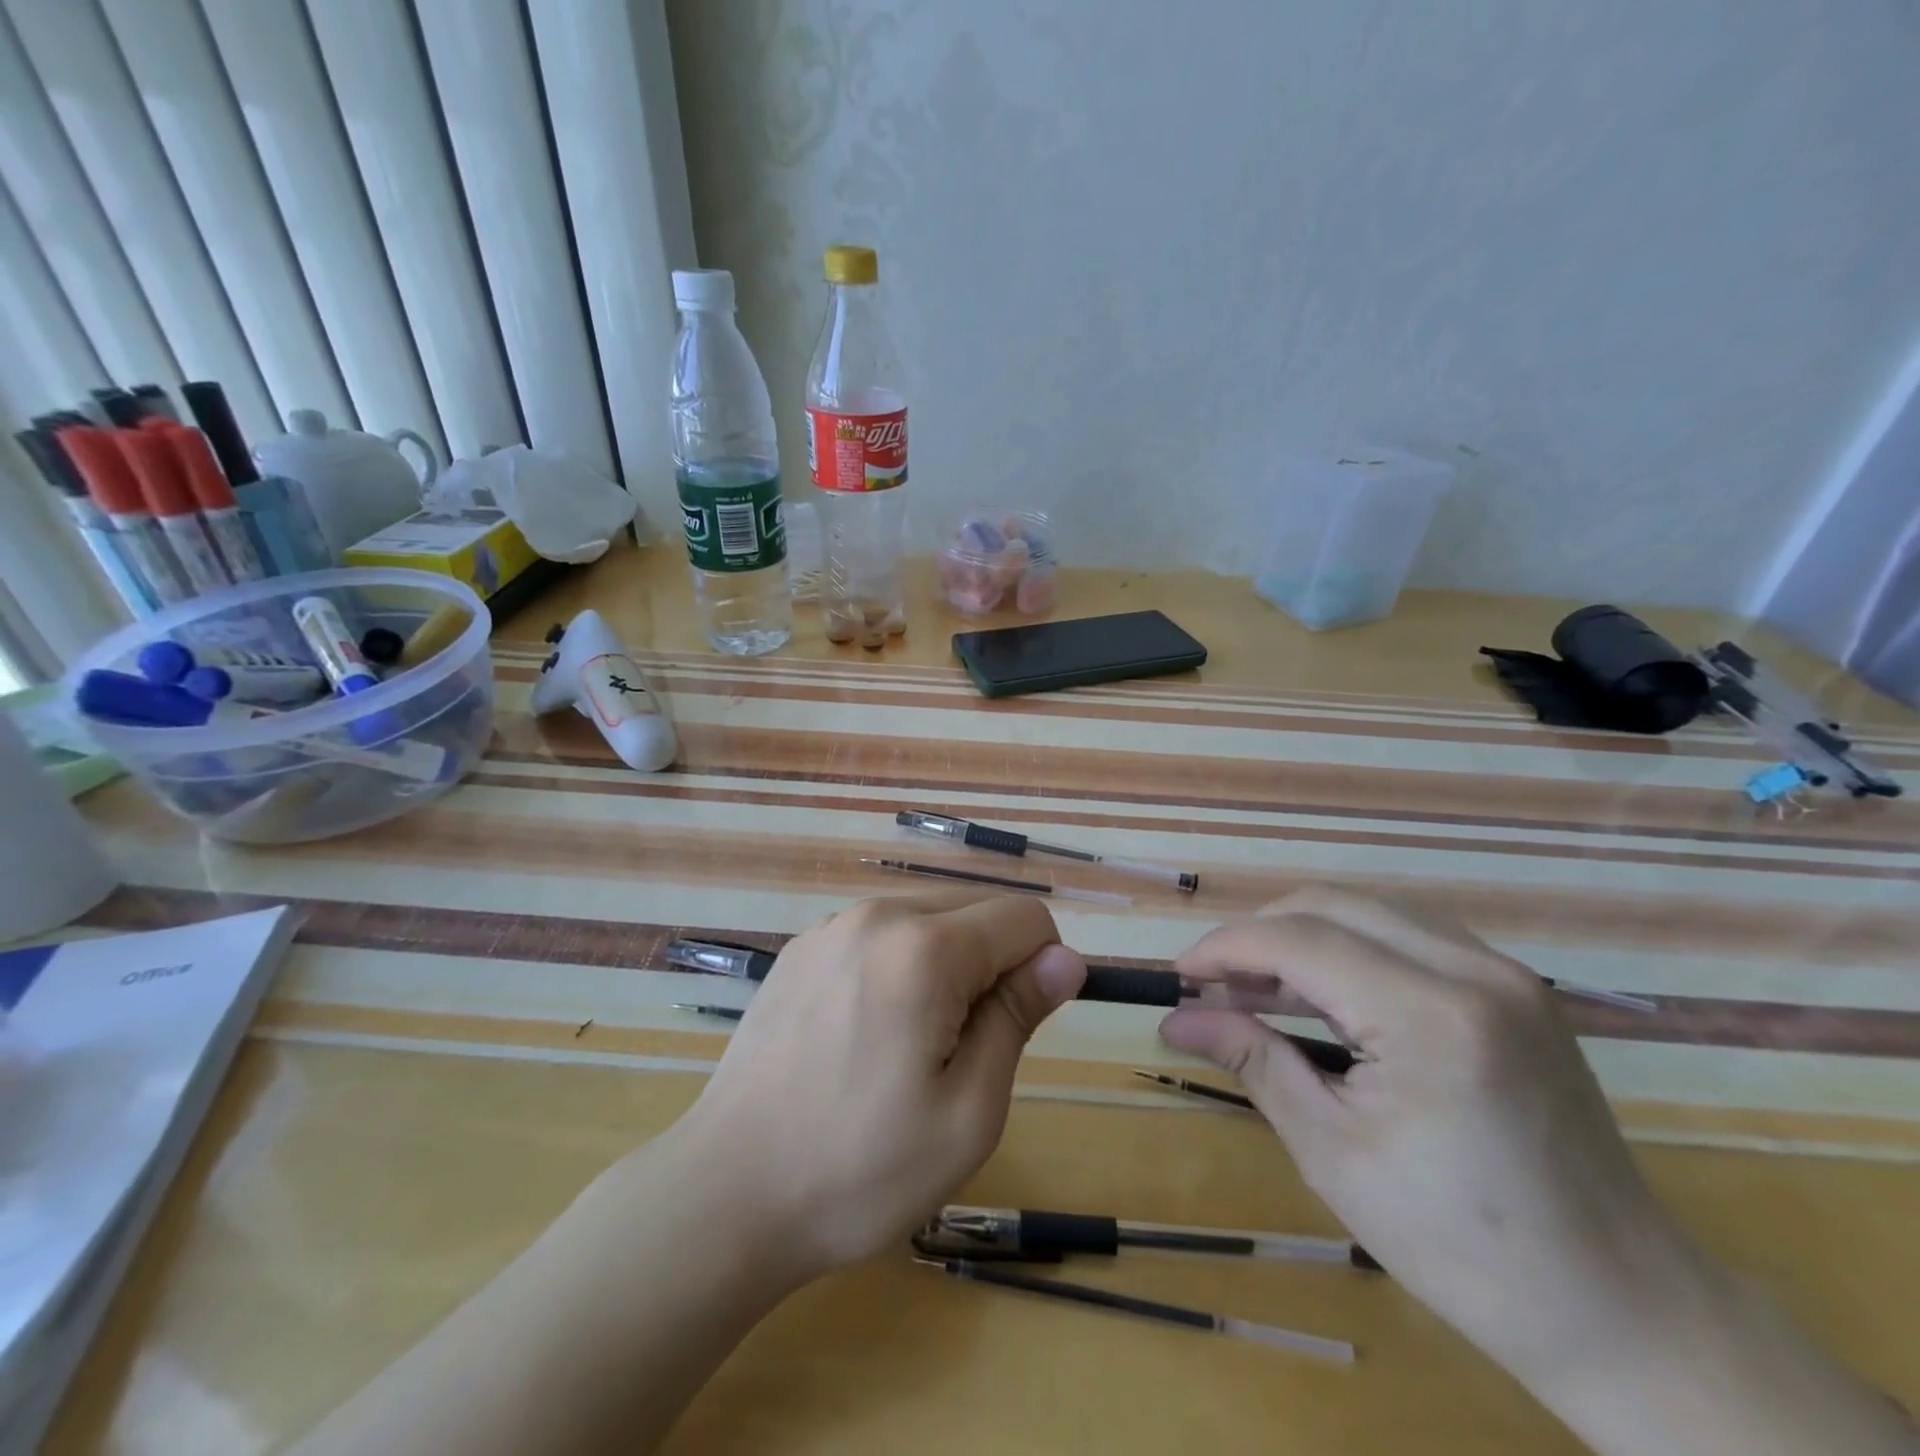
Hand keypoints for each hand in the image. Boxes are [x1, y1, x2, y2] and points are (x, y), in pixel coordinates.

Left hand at [677, 893, 1086, 1279]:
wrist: (726, 1194)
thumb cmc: (860, 1169)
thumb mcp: (968, 1111)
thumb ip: (1018, 1017)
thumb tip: (1067, 959)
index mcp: (924, 948)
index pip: (1025, 917)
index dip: (1043, 967)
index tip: (1017, 1029)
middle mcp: (877, 914)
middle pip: (976, 909)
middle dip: (994, 964)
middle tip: (962, 1049)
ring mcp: (831, 926)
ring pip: (927, 917)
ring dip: (947, 964)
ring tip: (912, 1044)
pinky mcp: (801, 948)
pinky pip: (880, 933)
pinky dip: (900, 964)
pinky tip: (866, 1032)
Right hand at [1160, 891, 1699, 1389]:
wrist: (1622, 1308)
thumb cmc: (1461, 1245)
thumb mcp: (1332, 1153)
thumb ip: (1252, 1060)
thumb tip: (1176, 1020)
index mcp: (1432, 1016)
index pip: (1301, 940)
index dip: (1227, 947)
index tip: (1178, 974)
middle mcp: (1475, 971)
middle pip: (1332, 905)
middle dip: (1259, 934)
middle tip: (1214, 985)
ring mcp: (1505, 973)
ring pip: (1370, 910)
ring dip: (1302, 934)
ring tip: (1258, 988)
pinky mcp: (1516, 988)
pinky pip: (1409, 934)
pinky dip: (1350, 946)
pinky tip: (1325, 993)